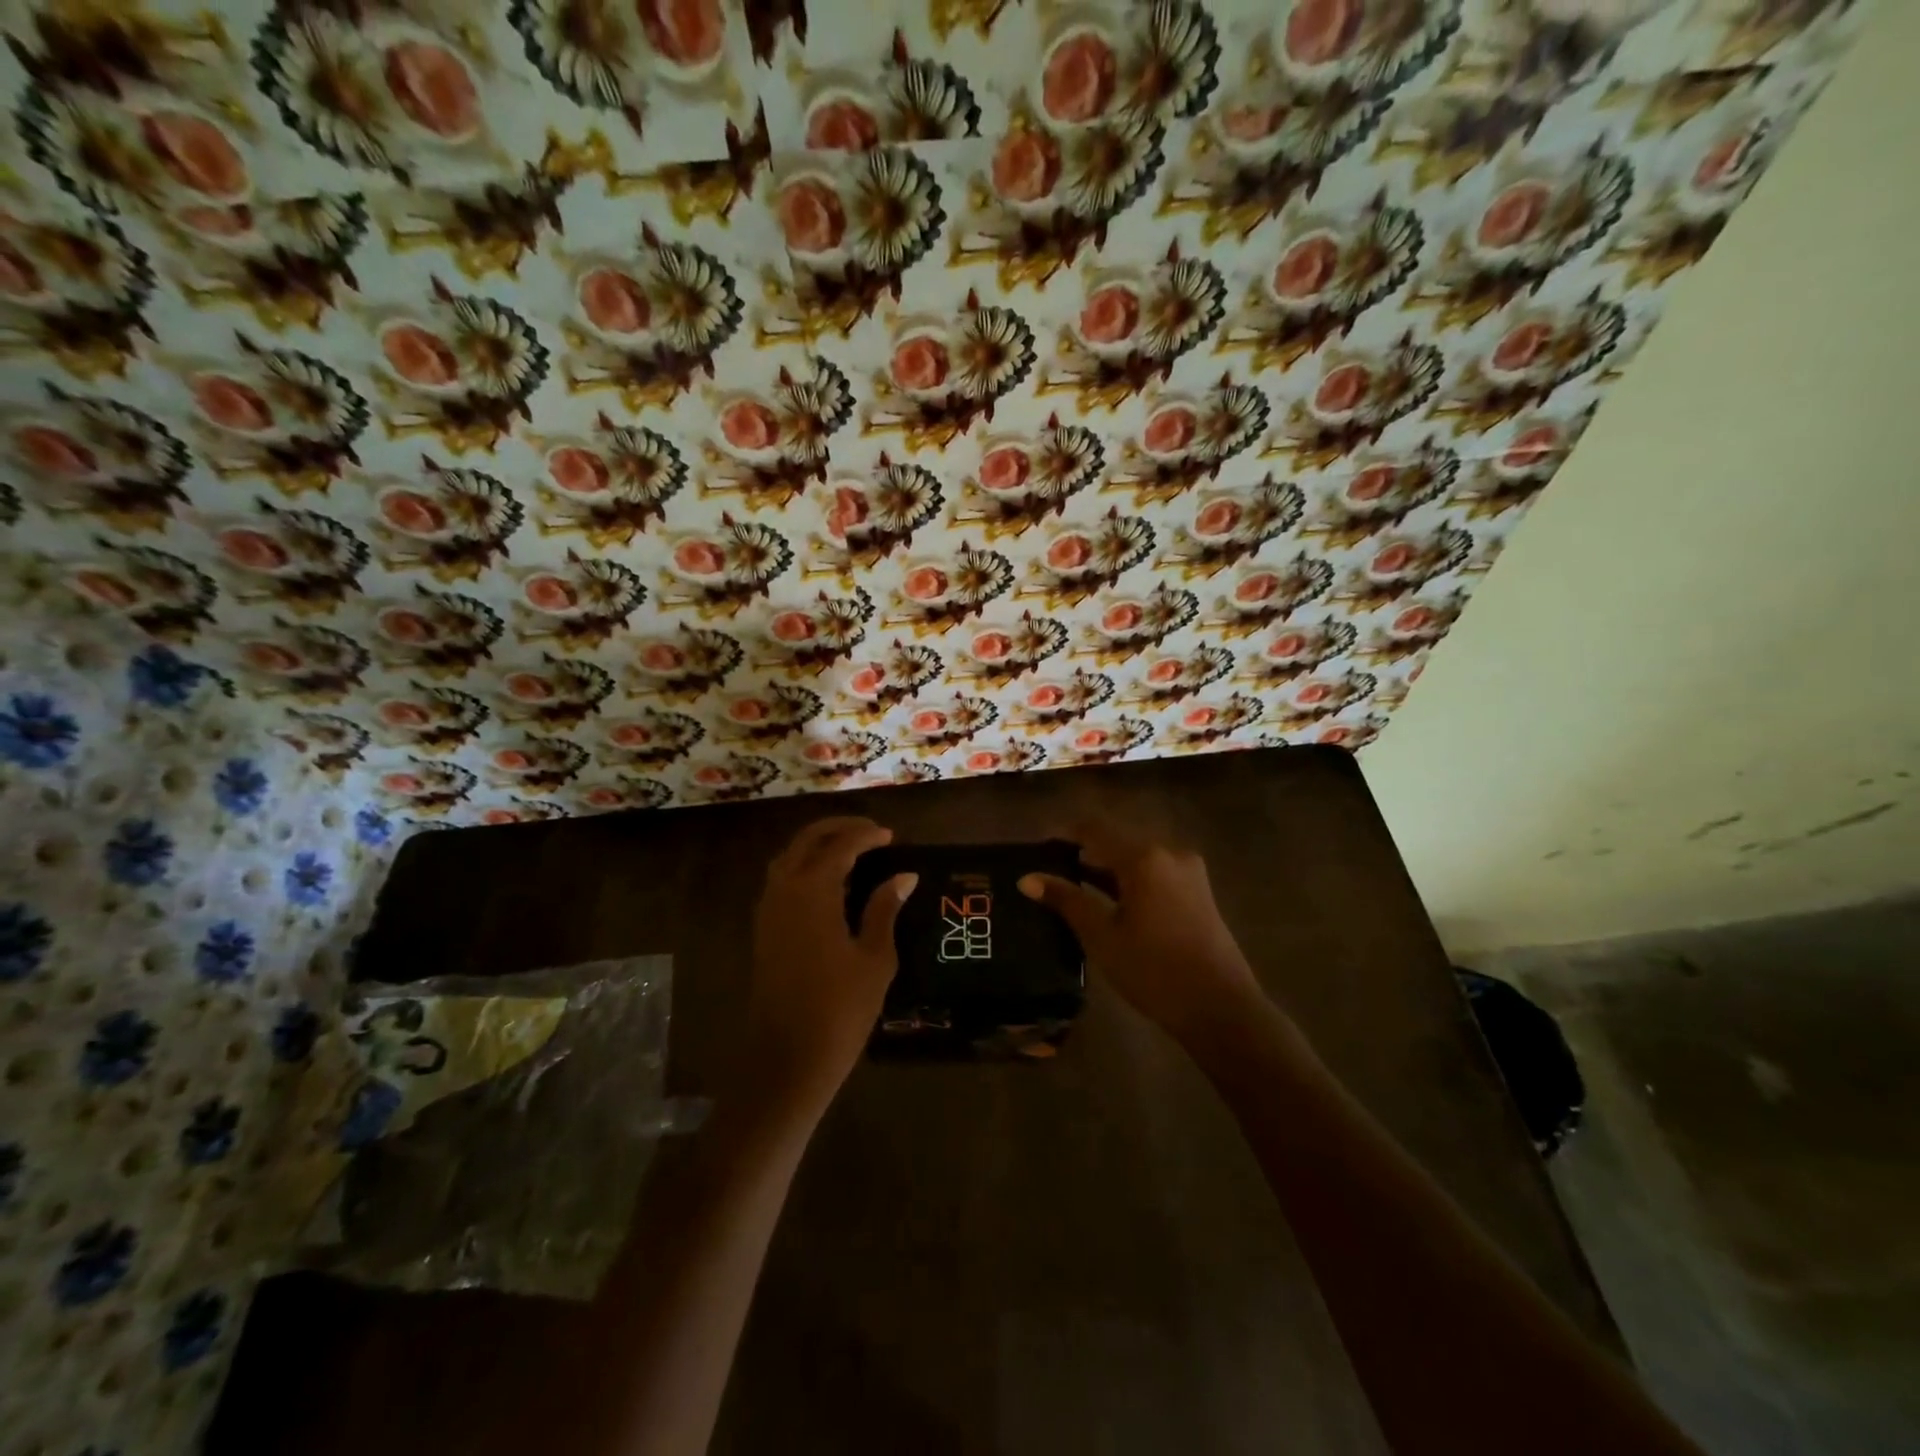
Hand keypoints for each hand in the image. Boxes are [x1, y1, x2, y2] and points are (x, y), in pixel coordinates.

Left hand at [740, 816, 916, 1118]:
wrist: (787, 1059)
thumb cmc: (840, 1008)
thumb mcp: (874, 957)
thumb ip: (884, 909)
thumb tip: (903, 876)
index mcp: (812, 891)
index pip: (841, 846)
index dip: (867, 836)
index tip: (891, 836)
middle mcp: (784, 890)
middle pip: (807, 841)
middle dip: (838, 829)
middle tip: (870, 832)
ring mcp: (768, 910)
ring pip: (790, 858)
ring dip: (818, 846)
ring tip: (852, 853)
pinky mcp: (764, 930)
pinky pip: (782, 881)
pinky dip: (805, 868)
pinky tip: (830, 886)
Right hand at [1019, 822, 1265, 1050]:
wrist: (1221, 1009)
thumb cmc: (1154, 970)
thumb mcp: (1102, 935)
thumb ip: (1066, 899)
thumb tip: (1027, 878)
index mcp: (1143, 857)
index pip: (1093, 829)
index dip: (1063, 834)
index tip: (1037, 849)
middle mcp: (1168, 852)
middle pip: (1116, 841)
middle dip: (1084, 854)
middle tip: (1050, 874)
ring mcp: (1189, 872)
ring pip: (1136, 859)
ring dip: (1107, 869)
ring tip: (1074, 890)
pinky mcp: (1199, 892)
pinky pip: (1155, 874)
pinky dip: (1130, 881)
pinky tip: (1111, 903)